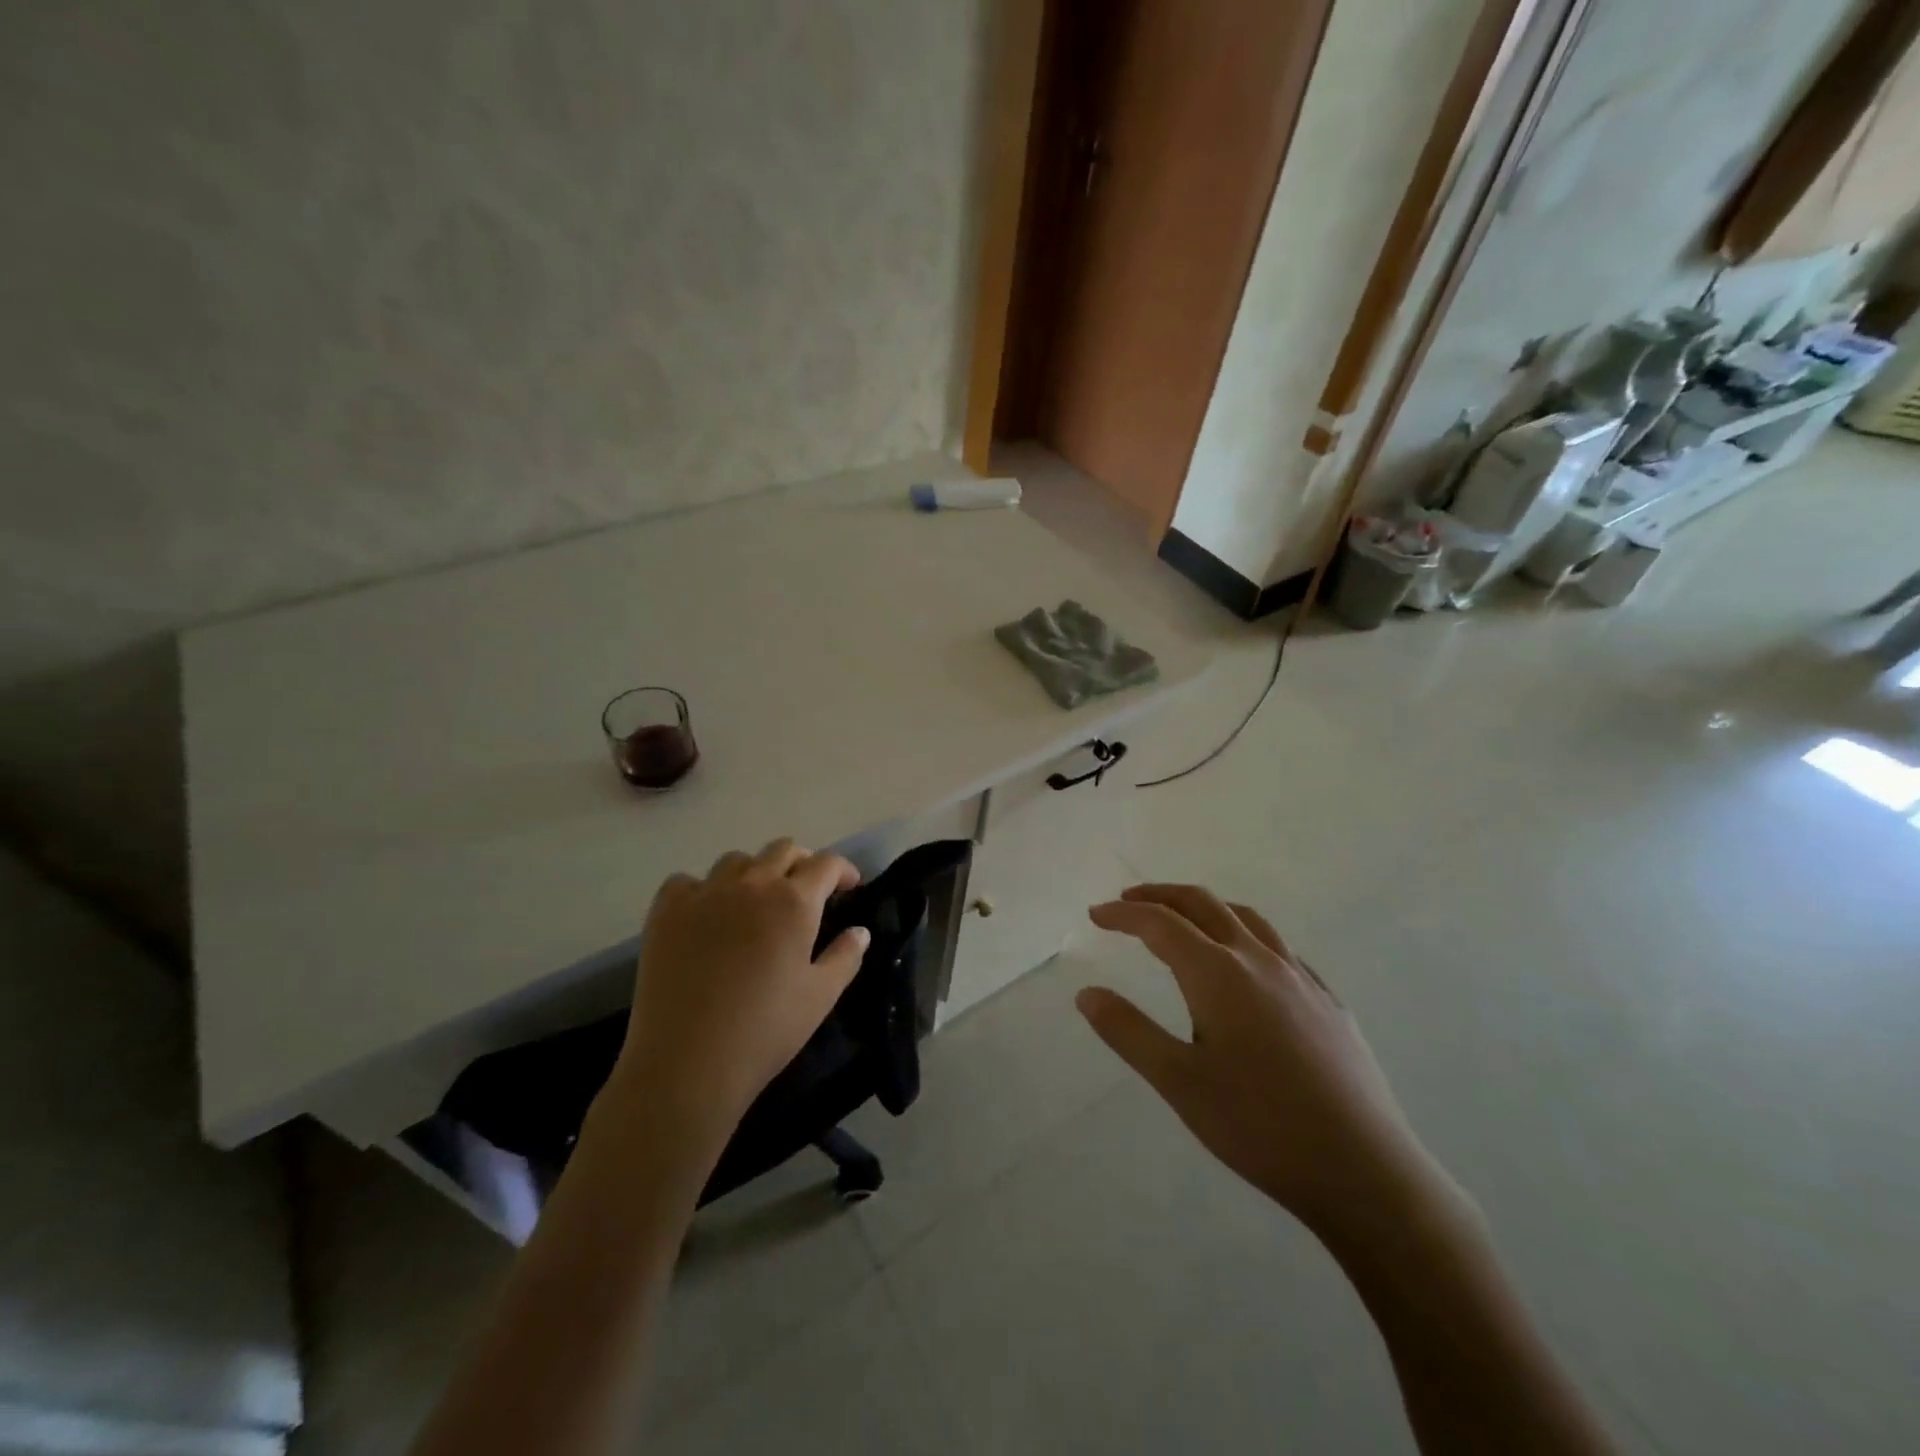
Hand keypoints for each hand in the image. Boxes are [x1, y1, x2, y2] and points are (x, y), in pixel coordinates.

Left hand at [603, 839, 867, 1158]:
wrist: (688, 1062)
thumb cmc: (766, 1030)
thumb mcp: (821, 997)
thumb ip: (845, 956)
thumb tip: (860, 931)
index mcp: (794, 901)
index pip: (827, 864)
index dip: (843, 870)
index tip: (849, 886)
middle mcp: (752, 884)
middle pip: (783, 850)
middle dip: (802, 863)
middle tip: (807, 890)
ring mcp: (705, 893)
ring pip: (736, 860)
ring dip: (755, 872)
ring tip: (755, 899)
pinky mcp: (666, 911)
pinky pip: (687, 881)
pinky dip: (702, 889)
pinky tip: (705, 914)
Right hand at [1079, 884, 1453, 1244]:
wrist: (1364, 1170)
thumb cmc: (1259, 1126)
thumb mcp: (1179, 1082)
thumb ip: (1128, 1032)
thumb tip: (1086, 994)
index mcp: (1218, 974)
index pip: (1160, 924)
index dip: (1123, 915)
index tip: (1095, 915)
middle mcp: (1259, 960)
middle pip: (1203, 904)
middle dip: (1161, 896)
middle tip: (1128, 902)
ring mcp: (1301, 978)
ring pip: (1246, 918)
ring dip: (1205, 907)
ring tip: (1183, 919)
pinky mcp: (1329, 1002)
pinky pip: (1280, 948)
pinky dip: (1246, 935)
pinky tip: (1248, 965)